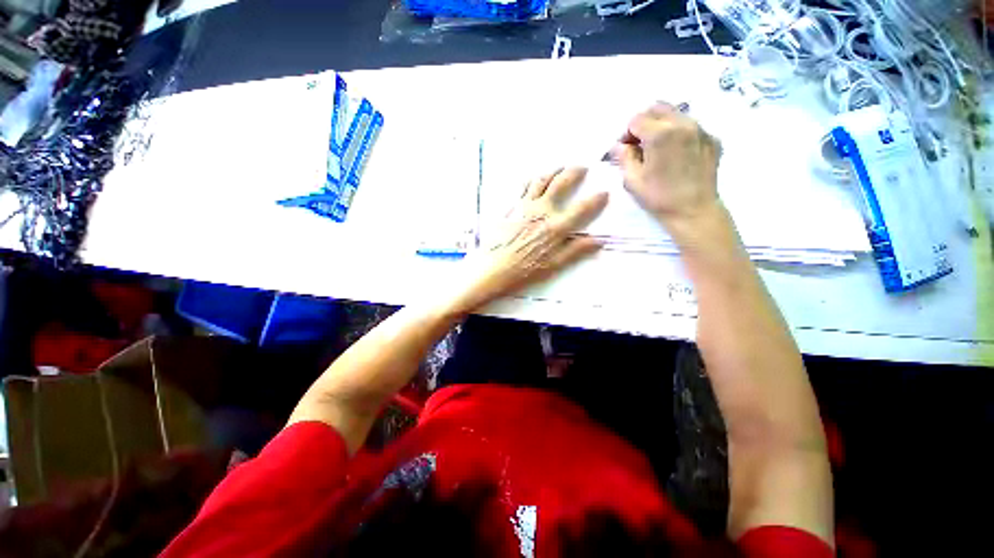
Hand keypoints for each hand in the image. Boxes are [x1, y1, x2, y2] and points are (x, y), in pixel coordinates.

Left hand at [450, 167, 607, 312]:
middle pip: (560, 184)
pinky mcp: (511, 207)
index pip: (581, 209)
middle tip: (581, 167)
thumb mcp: (553, 266)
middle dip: (574, 172)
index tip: (603, 193)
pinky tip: (535, 179)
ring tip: (560, 168)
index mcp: (555, 227)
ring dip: (553, 171)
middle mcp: (541, 211)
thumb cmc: (524, 271)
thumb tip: (598, 240)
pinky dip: (532, 180)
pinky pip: (523, 187)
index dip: (595, 200)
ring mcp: (524, 207)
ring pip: (541, 180)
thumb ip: (575, 251)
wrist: (493, 268)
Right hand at [611, 103, 722, 238]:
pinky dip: (679, 133)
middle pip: (657, 108)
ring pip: (676, 114)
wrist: (694, 211)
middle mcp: (683, 124)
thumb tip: (619, 146)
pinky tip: (676, 154)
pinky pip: (691, 126)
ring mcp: (701, 129)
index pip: (636, 119)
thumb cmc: (659, 198)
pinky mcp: (712, 139)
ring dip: (662, 125)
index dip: (626, 134)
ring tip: (658, 148)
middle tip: (639, 145)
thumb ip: (624, 157)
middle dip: (644, 123)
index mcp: (660, 134)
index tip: (625, 150)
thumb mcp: (632, 180)